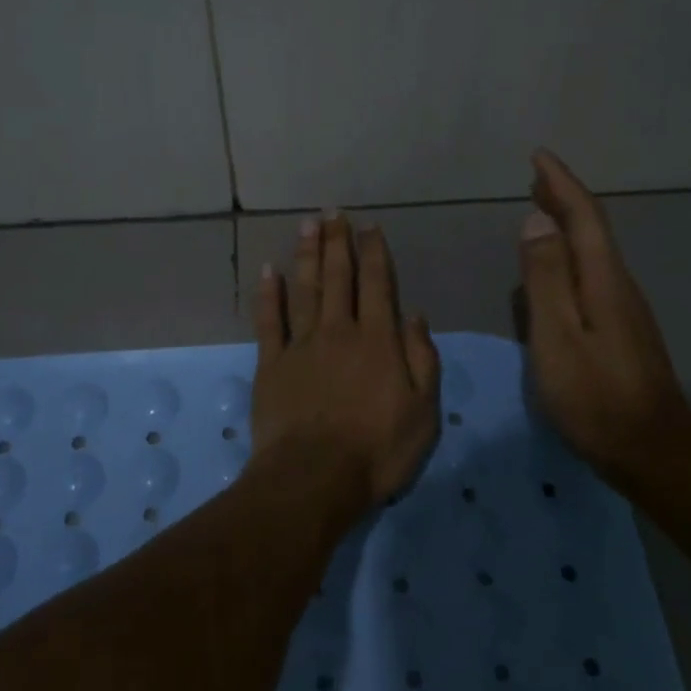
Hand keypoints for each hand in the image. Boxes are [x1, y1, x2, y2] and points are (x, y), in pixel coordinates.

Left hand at [253, 215, 441, 506]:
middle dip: (337, 243)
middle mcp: (338, 331)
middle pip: (338, 278)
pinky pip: (269, 320)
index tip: (369, 227)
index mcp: (377, 341)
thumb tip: (415, 316)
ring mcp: (301, 345)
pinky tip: (267, 271)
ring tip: (307, 225)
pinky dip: (268, 294)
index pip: (377, 286)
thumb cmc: (377, 451)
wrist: (314, 477)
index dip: (374, 254)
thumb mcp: (423, 412)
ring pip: (304, 289)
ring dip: (306, 255)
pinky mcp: (271, 363)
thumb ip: (422, 360)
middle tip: (334, 212)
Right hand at [518, 149, 690, 483]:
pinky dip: (570, 256)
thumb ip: (545, 278)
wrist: (654, 453)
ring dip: (568, 226)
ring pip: (593, 253)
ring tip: (540, 211)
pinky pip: (592, 276)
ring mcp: (625, 310)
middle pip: (592, 230)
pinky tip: (556, 269)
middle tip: (535, 178)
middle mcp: (619, 286)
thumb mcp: (557, 337)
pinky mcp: (622, 331)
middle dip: (564, 199)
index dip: (560, 184)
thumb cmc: (595, 398)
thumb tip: (537, 221)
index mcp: (603, 280)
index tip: (538, 157)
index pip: (583, 217)